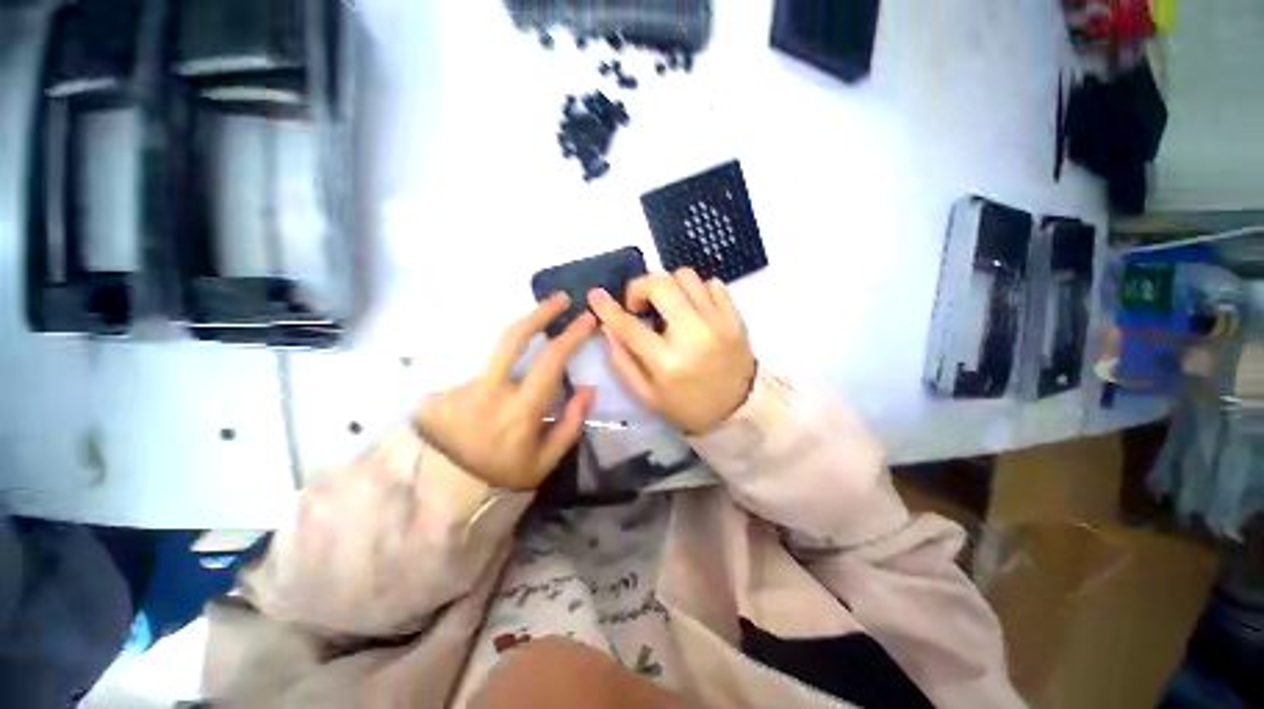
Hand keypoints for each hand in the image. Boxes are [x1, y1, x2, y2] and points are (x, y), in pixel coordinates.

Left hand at [416, 294, 595, 489]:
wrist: (440, 495)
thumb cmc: (502, 478)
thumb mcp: (545, 461)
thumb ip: (571, 423)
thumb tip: (588, 388)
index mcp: (520, 410)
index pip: (550, 361)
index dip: (571, 335)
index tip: (587, 318)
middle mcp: (489, 391)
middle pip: (513, 337)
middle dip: (540, 312)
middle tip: (560, 299)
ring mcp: (461, 387)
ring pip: (497, 360)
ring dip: (517, 362)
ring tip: (512, 401)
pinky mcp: (442, 390)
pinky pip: (480, 379)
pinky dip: (493, 387)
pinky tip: (487, 413)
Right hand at [588, 269, 755, 434]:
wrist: (738, 410)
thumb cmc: (686, 406)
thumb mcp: (646, 395)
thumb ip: (622, 361)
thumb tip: (607, 326)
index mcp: (667, 362)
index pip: (629, 326)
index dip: (607, 308)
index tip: (595, 295)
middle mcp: (693, 335)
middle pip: (660, 284)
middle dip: (640, 287)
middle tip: (640, 305)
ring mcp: (718, 322)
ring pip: (685, 276)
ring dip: (668, 286)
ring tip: (667, 306)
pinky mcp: (735, 317)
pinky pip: (712, 283)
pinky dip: (696, 290)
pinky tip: (692, 308)